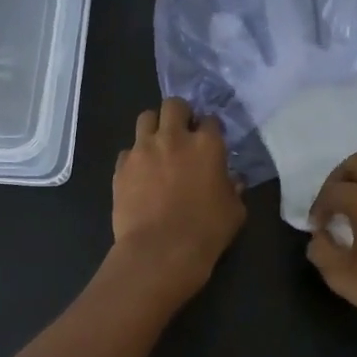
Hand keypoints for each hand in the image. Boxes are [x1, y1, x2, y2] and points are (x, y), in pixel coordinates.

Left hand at [111, 98, 245, 300]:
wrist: (160, 251)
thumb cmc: (206, 232)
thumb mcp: (234, 211)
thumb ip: (234, 189)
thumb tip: (233, 181)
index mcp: (207, 145)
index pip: (211, 120)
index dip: (210, 129)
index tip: (210, 141)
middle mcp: (173, 138)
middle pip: (174, 105)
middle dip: (180, 114)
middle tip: (183, 133)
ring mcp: (143, 149)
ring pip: (145, 118)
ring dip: (154, 127)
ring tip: (158, 146)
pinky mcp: (121, 167)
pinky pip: (128, 150)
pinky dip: (135, 157)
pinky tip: (140, 174)